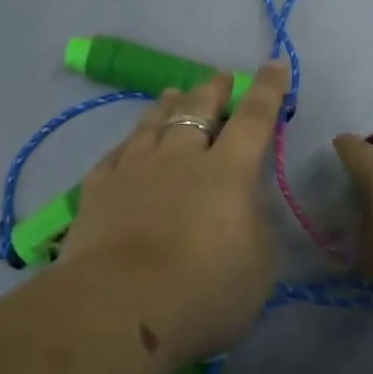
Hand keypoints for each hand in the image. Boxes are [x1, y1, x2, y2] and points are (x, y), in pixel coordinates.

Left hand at [59, 61, 287, 362]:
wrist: (120, 309)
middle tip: (219, 78)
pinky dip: (129, 142)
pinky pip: (116, 153)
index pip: (254, 118)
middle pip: (197, 110)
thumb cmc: (205, 292)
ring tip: (173, 93)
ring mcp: (134, 169)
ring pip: (152, 123)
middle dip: (212, 89)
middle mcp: (180, 158)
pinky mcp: (97, 190)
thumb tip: (246, 204)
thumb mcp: (258, 266)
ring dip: (167, 105)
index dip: (267, 89)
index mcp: (228, 171)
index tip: (275, 64)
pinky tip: (128, 143)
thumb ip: (256, 226)